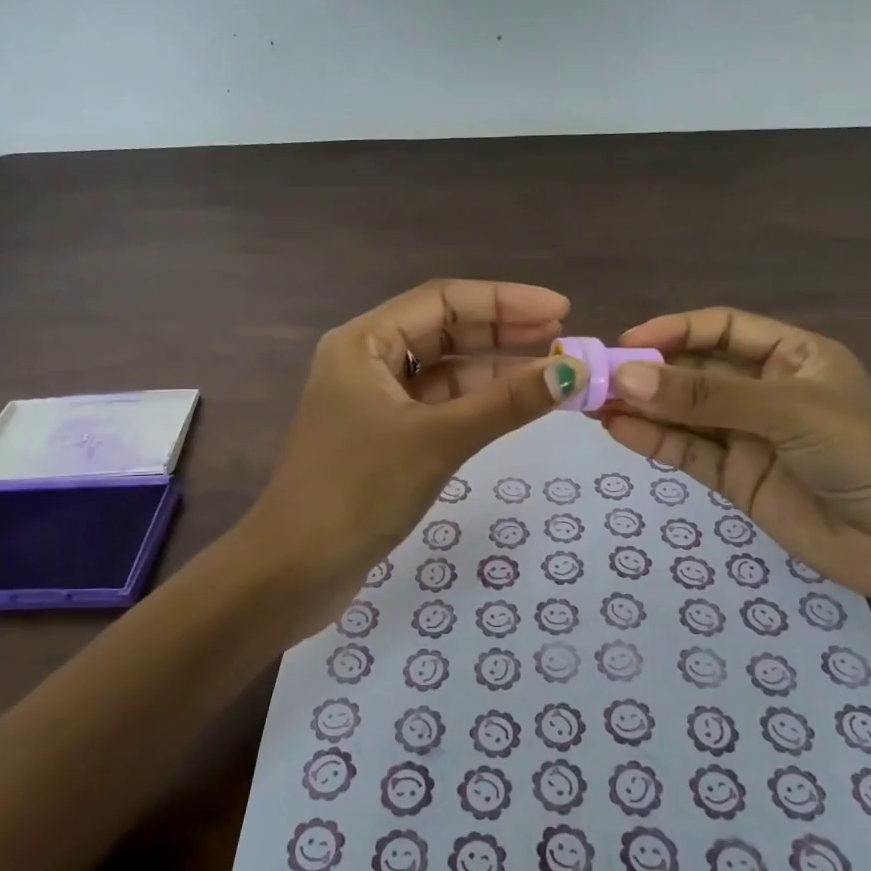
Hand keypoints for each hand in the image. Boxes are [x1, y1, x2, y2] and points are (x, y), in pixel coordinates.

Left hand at [246, 280, 580, 632]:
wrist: (296, 569)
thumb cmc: (359, 490)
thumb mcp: (439, 439)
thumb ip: (507, 402)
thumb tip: (574, 372)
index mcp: (364, 342)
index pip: (442, 300)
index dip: (504, 300)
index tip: (561, 308)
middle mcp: (366, 361)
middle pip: (444, 330)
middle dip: (503, 330)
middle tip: (563, 335)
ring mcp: (374, 400)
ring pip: (444, 370)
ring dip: (494, 369)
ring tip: (552, 371)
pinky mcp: (384, 436)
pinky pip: (439, 404)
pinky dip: (477, 403)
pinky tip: (515, 405)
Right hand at [599, 308, 870, 611]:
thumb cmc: (866, 453)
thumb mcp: (788, 410)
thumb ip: (706, 396)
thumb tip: (627, 377)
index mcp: (791, 356)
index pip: (720, 329)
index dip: (673, 330)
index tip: (626, 342)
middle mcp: (764, 390)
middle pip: (695, 370)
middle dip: (647, 371)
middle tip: (593, 376)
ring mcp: (748, 436)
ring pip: (683, 413)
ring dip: (640, 406)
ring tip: (591, 402)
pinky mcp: (736, 479)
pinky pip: (687, 452)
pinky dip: (652, 440)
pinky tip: (617, 429)